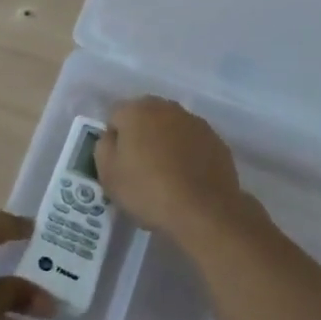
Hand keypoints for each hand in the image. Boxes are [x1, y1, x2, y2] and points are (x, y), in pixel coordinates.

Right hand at [96, 98, 266, 249]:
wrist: (204, 212)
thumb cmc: (148, 191)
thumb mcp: (108, 174)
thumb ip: (103, 146)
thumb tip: (112, 137)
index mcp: (137, 110)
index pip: (115, 117)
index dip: (114, 141)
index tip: (118, 165)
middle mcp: (167, 107)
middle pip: (145, 118)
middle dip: (141, 137)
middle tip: (140, 169)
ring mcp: (196, 122)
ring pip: (171, 129)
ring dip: (166, 144)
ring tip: (167, 177)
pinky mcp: (217, 141)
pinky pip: (193, 143)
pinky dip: (188, 155)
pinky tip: (187, 180)